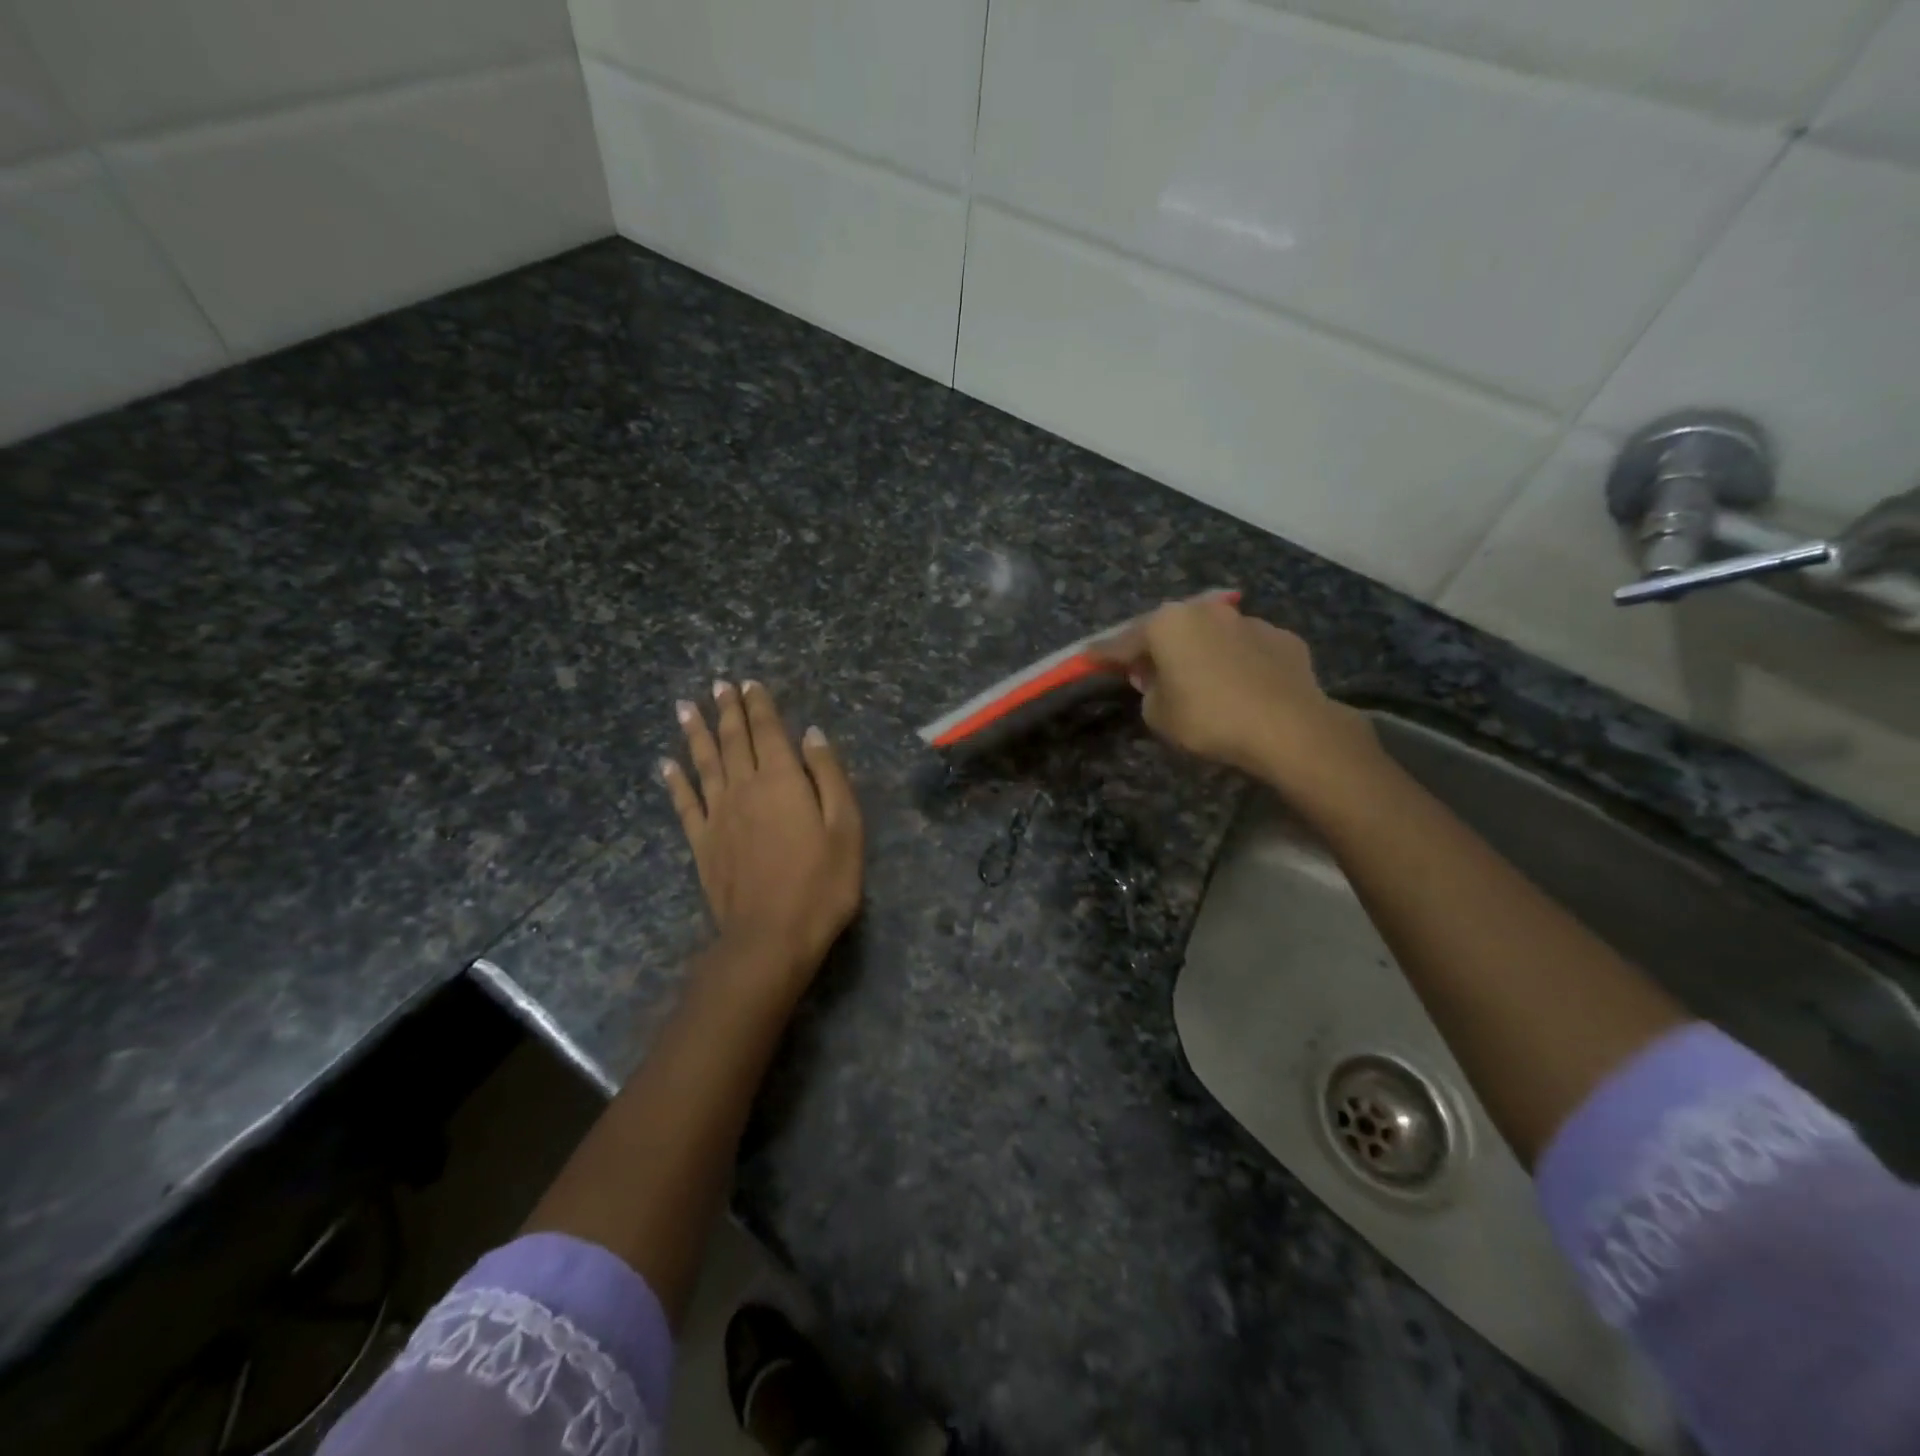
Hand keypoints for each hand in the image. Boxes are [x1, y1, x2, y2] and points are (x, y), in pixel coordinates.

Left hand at [661, 681, 863, 997]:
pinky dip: (675, 781)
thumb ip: (828, 776)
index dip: (759, 705)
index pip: (768, 731)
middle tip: (718, 685)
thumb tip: (811, 735)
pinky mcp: (702, 843)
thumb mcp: (845, 827)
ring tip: (685, 707)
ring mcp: (718, 816)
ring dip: (696, 733)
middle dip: (727, 710)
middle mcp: (744, 788)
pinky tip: (667, 764)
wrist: (770, 936)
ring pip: (704, 763)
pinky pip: (685, 803)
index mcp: (782, 780)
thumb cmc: (821, 883)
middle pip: (733, 740)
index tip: (749, 683)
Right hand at [1091, 596, 1374, 788]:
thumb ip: (1149, 692)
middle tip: (1146, 669)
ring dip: (1200, 652)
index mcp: (1168, 625)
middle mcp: (1206, 611)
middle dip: (1157, 648)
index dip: (1104, 653)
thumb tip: (1159, 681)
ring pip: (1212, 635)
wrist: (1288, 726)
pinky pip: (1247, 649)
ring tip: (1200, 679)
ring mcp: (1248, 621)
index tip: (1088, 657)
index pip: (1124, 641)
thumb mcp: (1159, 715)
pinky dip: (1237, 662)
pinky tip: (1242, 686)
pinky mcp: (1282, 638)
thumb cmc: (1209, 718)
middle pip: (1170, 630)